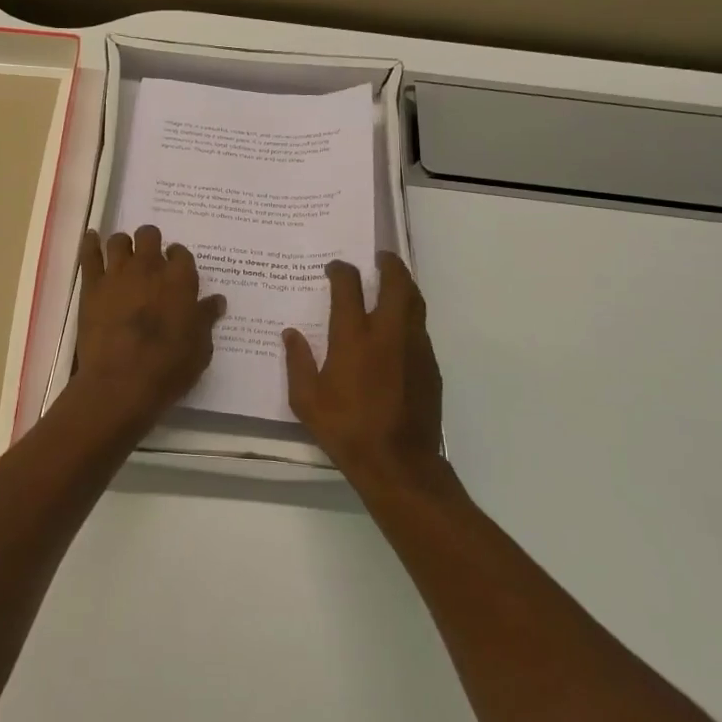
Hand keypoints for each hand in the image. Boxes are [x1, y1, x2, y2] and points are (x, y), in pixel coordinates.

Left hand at [72, 227, 225, 429]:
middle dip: (151, 243)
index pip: (181, 254)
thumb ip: (206, 319)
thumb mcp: (200, 348)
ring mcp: (117, 274)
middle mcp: (149, 267)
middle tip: (150, 259)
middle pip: (149, 235)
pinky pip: (89, 254)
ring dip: (124, 245)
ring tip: (124, 256)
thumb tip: (216, 301)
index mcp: (180, 280)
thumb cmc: (168, 368)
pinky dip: (90, 243)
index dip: (178, 259)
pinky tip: (92, 238)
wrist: (121, 383)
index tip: (176, 269)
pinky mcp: (92, 286)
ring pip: (119, 240)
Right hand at [283, 253, 445, 490]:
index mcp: (354, 337)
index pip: (349, 287)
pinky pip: (420, 329)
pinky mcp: (430, 366)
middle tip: (380, 257)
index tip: (335, 267)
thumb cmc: (346, 429)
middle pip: (396, 283)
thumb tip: (291, 334)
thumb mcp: (307, 401)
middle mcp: (388, 333)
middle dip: (389, 264)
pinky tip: (398, 330)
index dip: (341, 271)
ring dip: (404, 286)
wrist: (399, 464)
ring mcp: (414, 347)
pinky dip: (409, 317)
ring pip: (415, 303)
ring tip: (393, 283)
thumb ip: (298, 362)